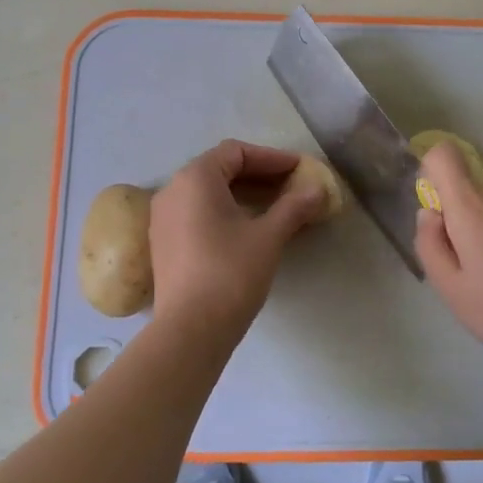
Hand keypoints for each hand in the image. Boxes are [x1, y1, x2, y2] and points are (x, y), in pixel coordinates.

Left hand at [149, 140, 325, 331]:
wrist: (190, 329)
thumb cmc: (231, 273)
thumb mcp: (269, 236)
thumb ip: (294, 207)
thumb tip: (318, 189)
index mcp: (195, 179)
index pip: (236, 152)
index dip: (271, 158)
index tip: (299, 170)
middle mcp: (173, 190)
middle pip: (220, 169)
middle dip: (259, 175)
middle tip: (292, 186)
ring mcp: (163, 218)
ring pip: (208, 193)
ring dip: (243, 194)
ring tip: (276, 207)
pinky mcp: (164, 243)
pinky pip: (197, 213)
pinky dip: (225, 211)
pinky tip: (248, 229)